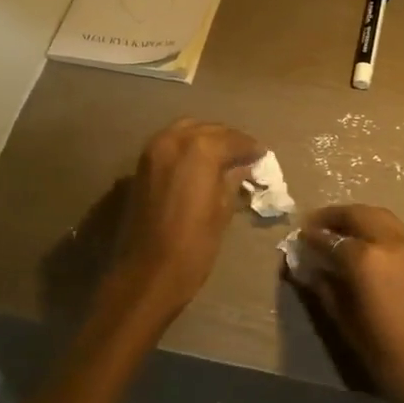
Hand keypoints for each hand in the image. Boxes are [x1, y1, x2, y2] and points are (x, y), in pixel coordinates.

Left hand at [105, 118, 263, 324]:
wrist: (147, 273)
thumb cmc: (194, 246)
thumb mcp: (222, 211)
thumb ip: (233, 179)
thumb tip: (244, 165)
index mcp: (200, 149)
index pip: (233, 139)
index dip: (250, 148)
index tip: (262, 156)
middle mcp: (174, 140)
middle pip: (209, 129)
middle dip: (228, 140)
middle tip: (245, 156)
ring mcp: (153, 150)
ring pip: (187, 131)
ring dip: (206, 140)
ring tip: (223, 160)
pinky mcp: (141, 165)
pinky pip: (170, 144)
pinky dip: (187, 149)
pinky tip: (199, 167)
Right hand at [297, 205, 403, 402]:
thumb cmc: (391, 360)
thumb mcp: (348, 327)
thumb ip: (326, 291)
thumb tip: (308, 270)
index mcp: (368, 260)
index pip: (331, 239)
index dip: (311, 237)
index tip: (298, 238)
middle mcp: (392, 244)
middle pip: (360, 215)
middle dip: (335, 216)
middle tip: (317, 225)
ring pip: (383, 219)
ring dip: (359, 219)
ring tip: (342, 232)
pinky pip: (399, 234)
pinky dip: (379, 231)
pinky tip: (370, 250)